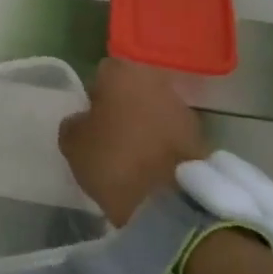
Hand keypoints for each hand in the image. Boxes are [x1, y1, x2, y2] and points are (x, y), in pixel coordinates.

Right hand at [59, 58, 208, 225]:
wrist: (170, 200)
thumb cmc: (114, 160)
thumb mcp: (73, 144)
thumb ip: (74, 124)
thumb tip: (82, 121)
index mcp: (123, 73)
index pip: (103, 73)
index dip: (94, 95)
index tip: (90, 119)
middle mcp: (155, 80)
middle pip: (132, 89)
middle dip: (123, 106)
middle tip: (110, 135)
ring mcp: (181, 107)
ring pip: (154, 109)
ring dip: (144, 124)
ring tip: (132, 154)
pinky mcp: (199, 135)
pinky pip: (171, 132)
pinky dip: (162, 143)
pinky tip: (151, 166)